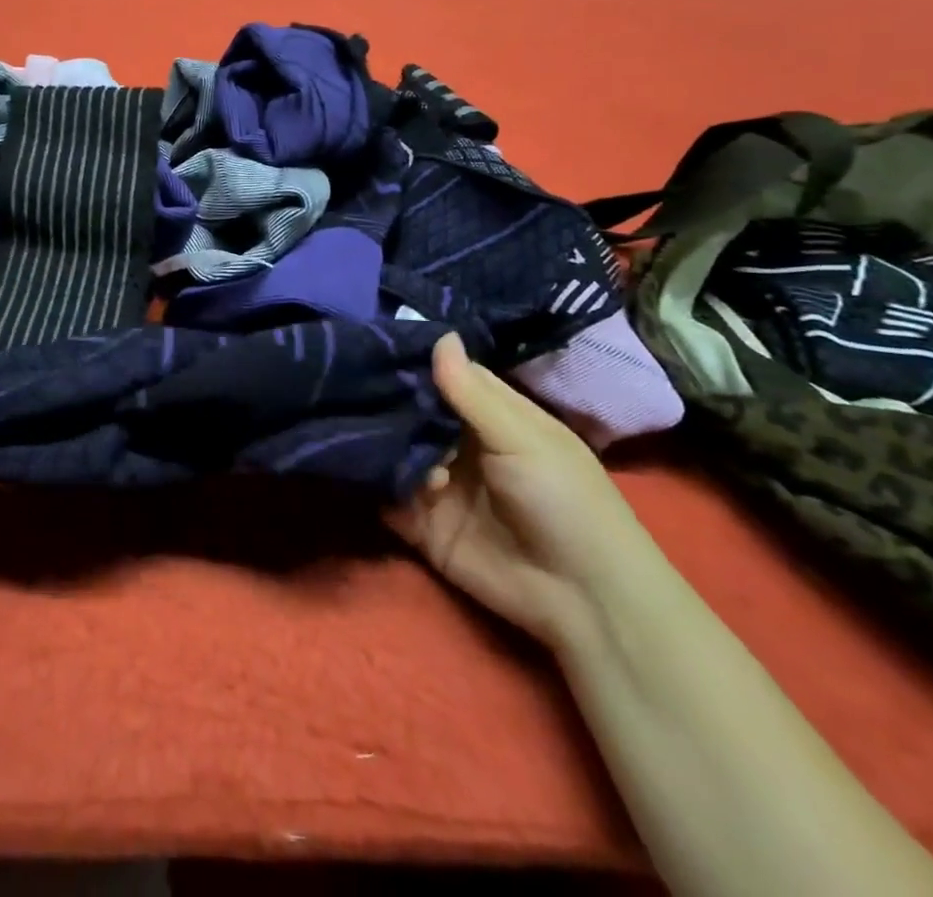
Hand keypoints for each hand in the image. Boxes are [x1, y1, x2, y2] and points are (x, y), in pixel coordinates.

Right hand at [388, 333, 666, 651]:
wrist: (583, 599)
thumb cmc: (564, 500)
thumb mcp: (522, 437)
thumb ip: (472, 392)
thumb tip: (439, 334)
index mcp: (491, 417)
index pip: (445, 375)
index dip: (415, 358)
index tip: (372, 337)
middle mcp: (458, 443)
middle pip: (412, 410)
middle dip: (386, 397)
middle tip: (348, 378)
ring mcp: (438, 483)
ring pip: (393, 449)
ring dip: (381, 440)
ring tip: (369, 432)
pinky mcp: (421, 523)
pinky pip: (386, 496)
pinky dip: (372, 482)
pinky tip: (366, 467)